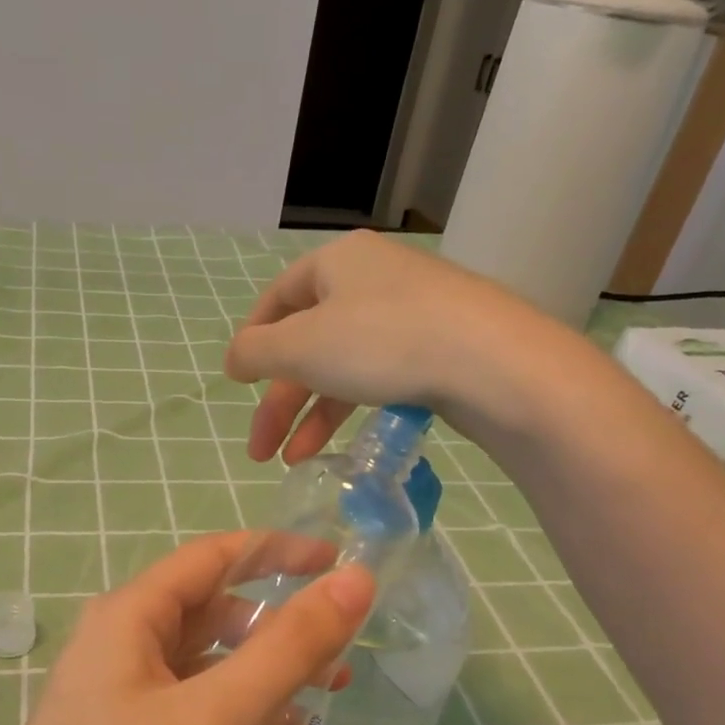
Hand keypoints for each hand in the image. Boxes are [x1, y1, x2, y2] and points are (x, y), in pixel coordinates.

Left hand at [0, 532, 374, 724]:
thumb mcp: (213, 720)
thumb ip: (288, 649)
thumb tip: (354, 582)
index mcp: (130, 618)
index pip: (214, 557)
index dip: (278, 553)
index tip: (339, 564)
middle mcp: (122, 650)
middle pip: (219, 626)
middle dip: (283, 652)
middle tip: (339, 681)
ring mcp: (122, 705)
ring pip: (214, 686)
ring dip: (270, 714)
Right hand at [224, 230, 557, 462]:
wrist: (489, 362)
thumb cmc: (381, 341)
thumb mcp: (301, 347)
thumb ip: (255, 352)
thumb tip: (234, 358)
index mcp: (336, 263)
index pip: (277, 299)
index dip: (252, 342)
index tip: (237, 383)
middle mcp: (371, 280)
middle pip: (308, 342)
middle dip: (280, 402)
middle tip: (261, 450)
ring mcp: (409, 313)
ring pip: (342, 366)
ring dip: (312, 416)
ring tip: (296, 461)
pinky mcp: (437, 347)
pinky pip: (378, 376)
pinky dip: (352, 409)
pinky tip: (341, 443)